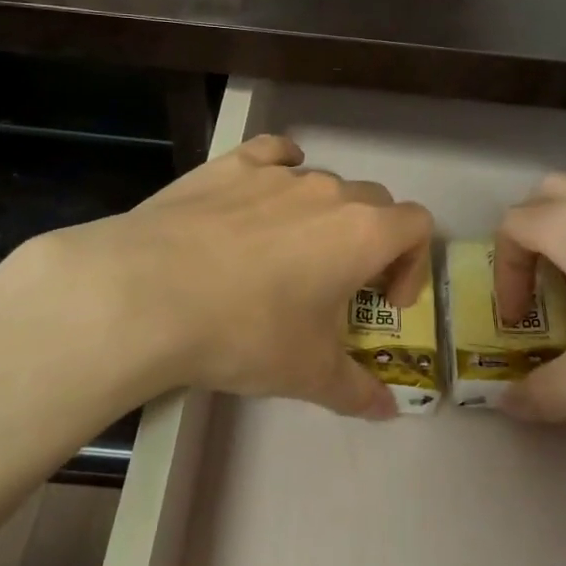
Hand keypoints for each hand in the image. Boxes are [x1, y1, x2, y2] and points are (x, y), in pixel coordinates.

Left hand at [0, 134, 432, 417]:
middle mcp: (328, 191)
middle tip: (340, 286)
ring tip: (287, 256)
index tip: (383, 301)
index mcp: (363, 233)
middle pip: (373, 202)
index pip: (416, 224)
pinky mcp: (230, 165)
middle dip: (370, 241)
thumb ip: (357, 391)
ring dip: (322, 216)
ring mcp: (276, 174)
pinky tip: (260, 198)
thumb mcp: (307, 374)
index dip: (412, 263)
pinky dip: (279, 171)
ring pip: (321, 183)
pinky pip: (272, 155)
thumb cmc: (246, 332)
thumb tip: (386, 411)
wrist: (149, 294)